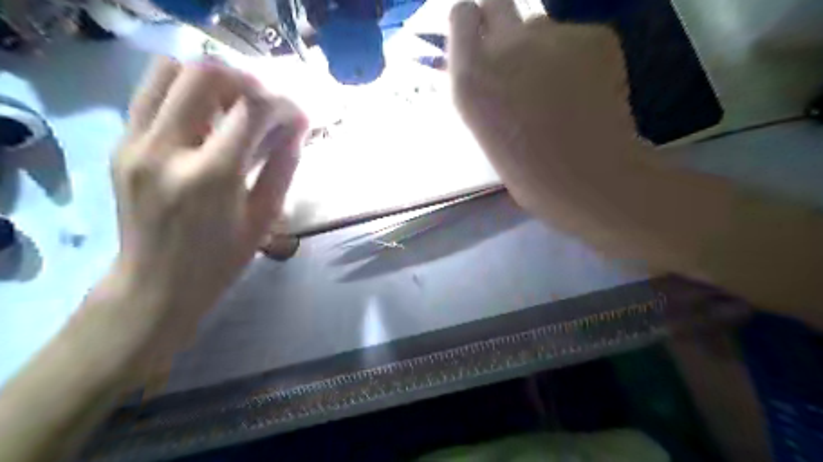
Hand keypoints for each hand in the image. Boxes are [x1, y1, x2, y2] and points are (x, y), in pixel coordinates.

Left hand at [105, 55, 307, 375]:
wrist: (156, 285)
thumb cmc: (221, 259)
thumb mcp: (264, 217)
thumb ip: (283, 166)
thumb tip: (298, 127)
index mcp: (211, 176)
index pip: (252, 111)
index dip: (283, 105)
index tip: (297, 115)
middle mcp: (166, 149)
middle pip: (205, 75)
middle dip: (246, 81)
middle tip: (264, 104)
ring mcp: (135, 143)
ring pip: (169, 71)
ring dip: (210, 80)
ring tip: (232, 105)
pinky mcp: (121, 144)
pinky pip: (151, 93)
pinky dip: (184, 92)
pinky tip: (205, 119)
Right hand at [450, 1, 635, 213]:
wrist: (586, 177)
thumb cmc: (526, 170)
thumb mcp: (484, 127)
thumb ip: (484, 86)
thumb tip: (494, 64)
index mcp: (471, 78)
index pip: (462, 15)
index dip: (472, 25)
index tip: (479, 42)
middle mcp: (506, 45)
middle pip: (498, 1)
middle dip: (501, 19)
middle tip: (515, 52)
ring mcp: (553, 35)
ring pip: (541, 26)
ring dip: (543, 48)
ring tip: (559, 88)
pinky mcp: (594, 35)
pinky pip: (578, 38)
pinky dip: (580, 58)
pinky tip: (588, 91)